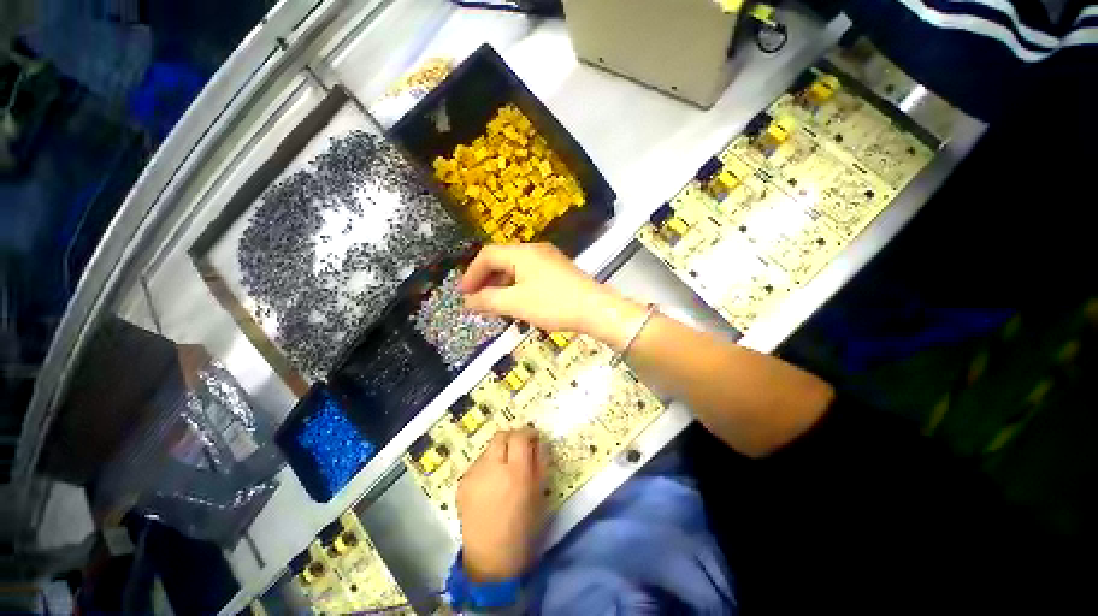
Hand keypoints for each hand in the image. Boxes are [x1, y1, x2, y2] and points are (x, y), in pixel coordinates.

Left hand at [457, 428, 546, 581]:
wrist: (491, 560)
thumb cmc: (523, 528)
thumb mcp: (540, 493)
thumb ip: (540, 462)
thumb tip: (537, 441)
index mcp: (516, 473)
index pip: (520, 436)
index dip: (528, 433)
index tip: (534, 438)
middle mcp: (492, 468)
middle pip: (501, 435)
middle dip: (512, 437)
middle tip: (519, 449)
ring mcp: (474, 475)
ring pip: (488, 449)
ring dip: (499, 452)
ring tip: (504, 471)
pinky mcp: (462, 483)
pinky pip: (478, 464)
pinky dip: (488, 466)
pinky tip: (491, 485)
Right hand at [460, 244, 647, 350]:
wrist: (595, 309)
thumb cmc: (554, 304)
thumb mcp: (516, 304)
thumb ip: (488, 300)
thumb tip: (467, 301)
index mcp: (522, 253)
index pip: (487, 256)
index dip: (472, 274)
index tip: (464, 294)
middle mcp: (535, 251)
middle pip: (501, 260)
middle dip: (486, 281)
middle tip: (477, 301)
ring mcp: (548, 260)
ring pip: (516, 269)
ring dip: (501, 286)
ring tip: (494, 306)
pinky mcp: (558, 271)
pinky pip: (529, 276)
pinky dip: (517, 288)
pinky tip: (517, 304)